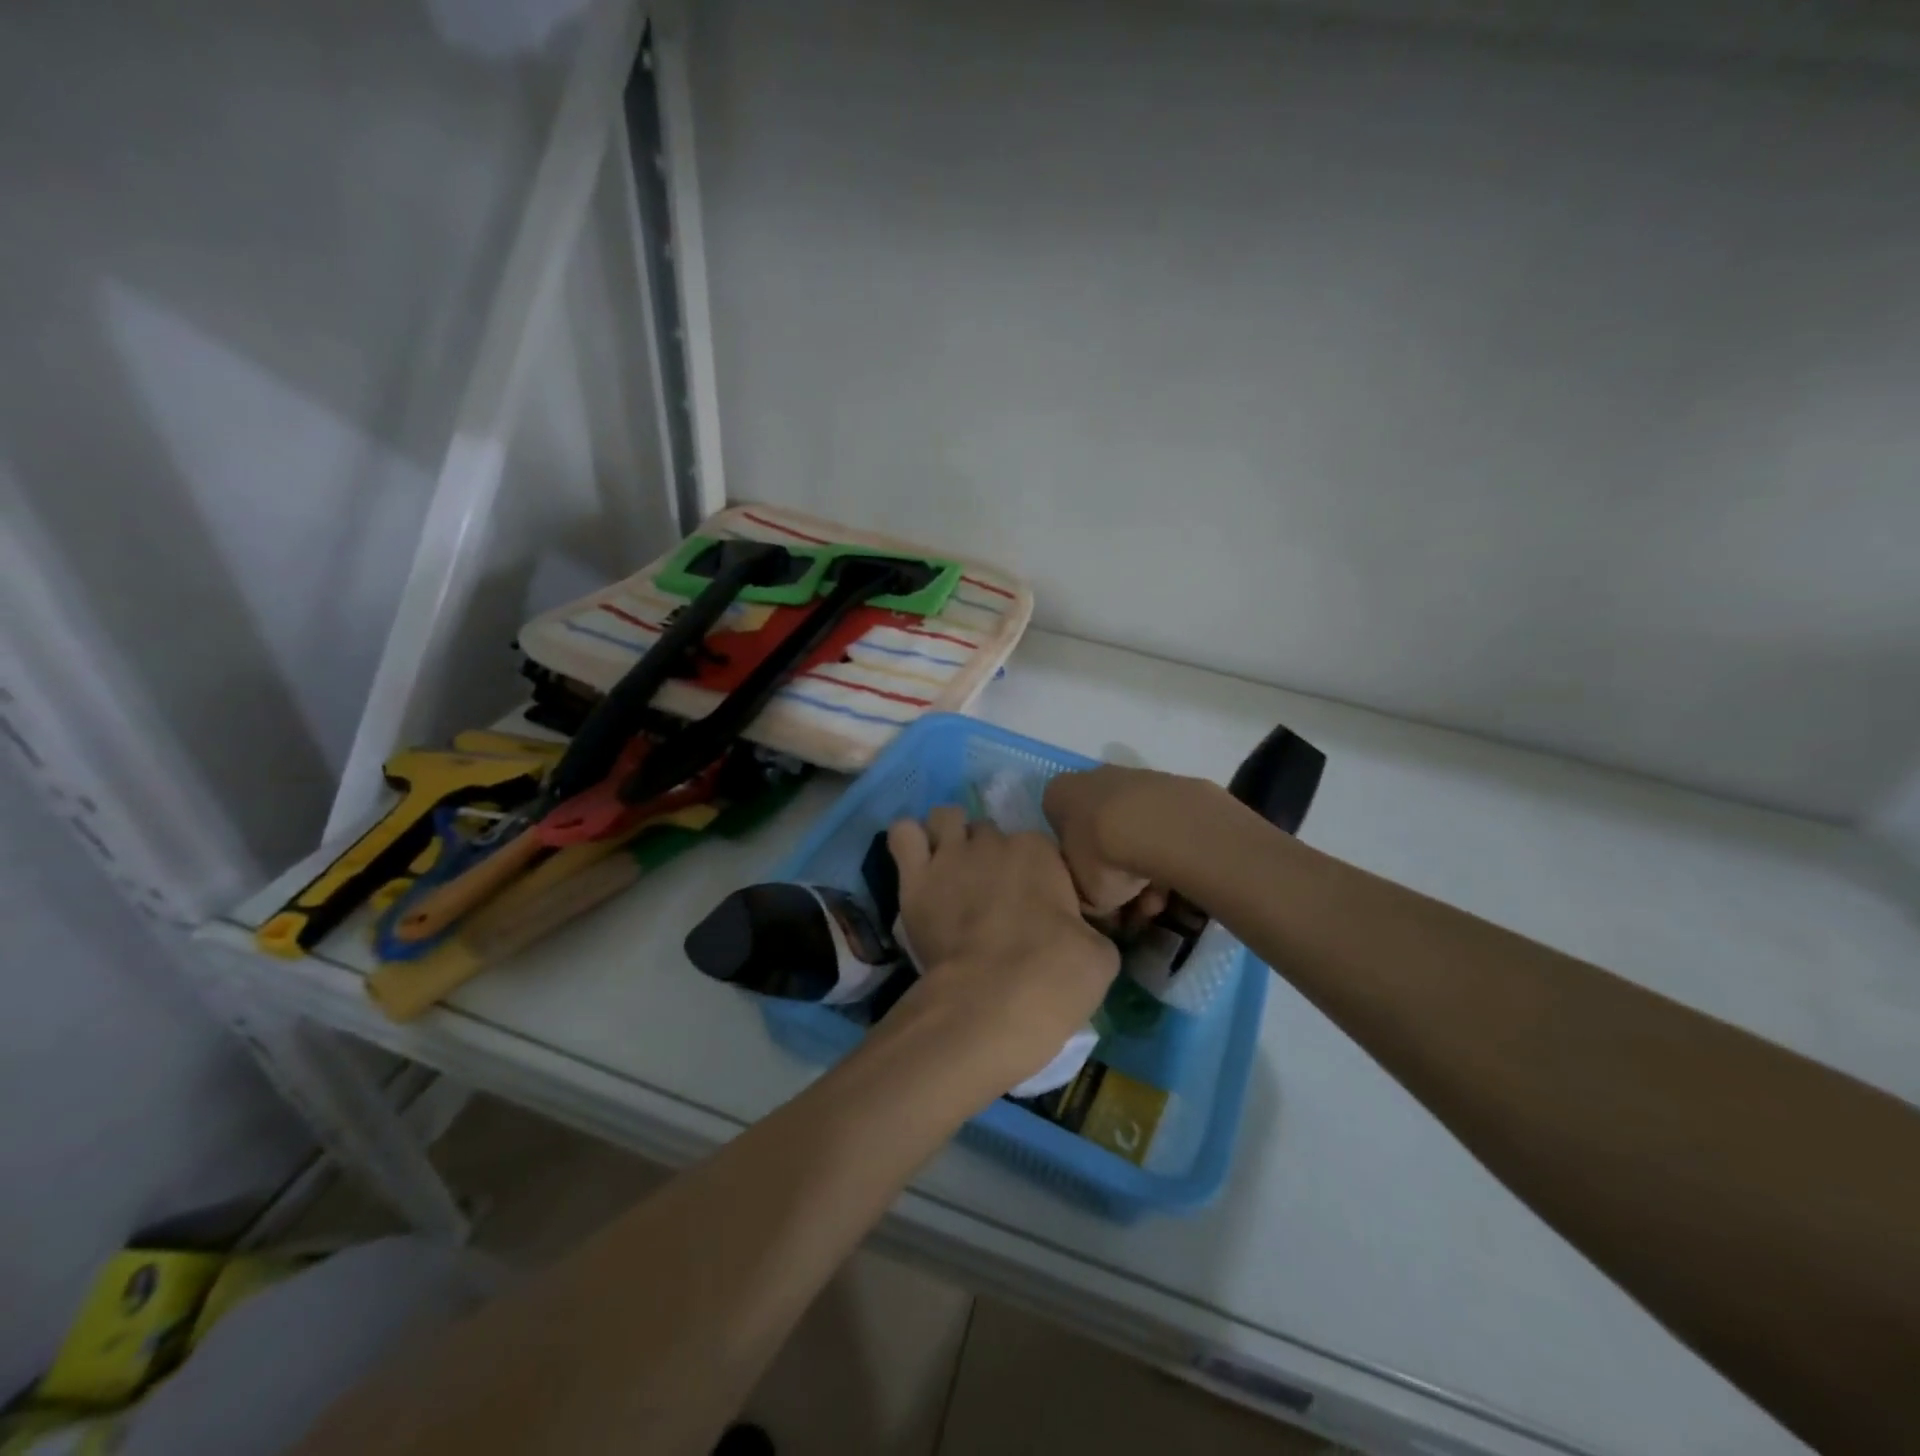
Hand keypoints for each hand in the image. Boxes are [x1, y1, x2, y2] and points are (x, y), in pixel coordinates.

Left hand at [883, 806, 1117, 1095]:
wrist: (994, 1000)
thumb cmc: (1055, 977)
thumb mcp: (1101, 955)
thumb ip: (1088, 928)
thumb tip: (1082, 933)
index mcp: (1042, 852)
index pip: (1037, 848)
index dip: (1034, 875)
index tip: (1033, 908)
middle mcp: (995, 841)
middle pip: (989, 833)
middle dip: (989, 856)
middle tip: (988, 895)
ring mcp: (952, 855)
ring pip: (945, 818)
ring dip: (948, 835)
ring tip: (950, 867)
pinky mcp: (915, 878)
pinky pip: (903, 834)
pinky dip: (909, 841)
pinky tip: (916, 862)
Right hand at [1042, 765, 1214, 917]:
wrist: (1158, 826)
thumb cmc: (1101, 857)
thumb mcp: (1082, 894)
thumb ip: (1084, 899)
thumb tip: (1098, 907)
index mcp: (1057, 796)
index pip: (1058, 831)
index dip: (1074, 866)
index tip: (1090, 890)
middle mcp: (1090, 779)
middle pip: (1098, 832)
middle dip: (1113, 870)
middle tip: (1128, 904)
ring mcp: (1132, 778)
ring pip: (1132, 832)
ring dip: (1142, 871)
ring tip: (1156, 902)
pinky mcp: (1170, 786)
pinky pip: (1160, 829)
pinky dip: (1165, 855)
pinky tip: (1175, 884)